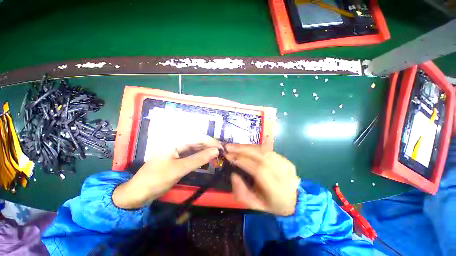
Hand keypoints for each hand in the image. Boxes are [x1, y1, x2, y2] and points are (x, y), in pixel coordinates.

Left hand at [113, 135, 220, 208]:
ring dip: (207, 152)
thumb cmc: (156, 179)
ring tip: (217, 158)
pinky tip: (208, 160)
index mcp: (175, 141)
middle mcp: (177, 142)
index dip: (211, 142)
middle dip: (210, 147)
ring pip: (197, 147)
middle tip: (222, 154)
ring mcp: (178, 150)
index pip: (198, 137)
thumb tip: (216, 151)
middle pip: (198, 141)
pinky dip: (201, 157)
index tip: (222, 148)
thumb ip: (199, 159)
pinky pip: (193, 154)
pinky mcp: (179, 157)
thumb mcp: (179, 169)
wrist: (139, 193)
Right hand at [225, 144, 299, 215]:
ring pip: (265, 150)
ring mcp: (286, 164)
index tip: (229, 156)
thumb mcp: (254, 205)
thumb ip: (241, 192)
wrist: (294, 200)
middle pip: (262, 156)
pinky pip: (268, 149)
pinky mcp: (286, 159)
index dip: (243, 161)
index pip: (259, 170)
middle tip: (229, 147)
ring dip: (247, 146)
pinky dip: (254, 147)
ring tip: (235, 146)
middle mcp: (283, 174)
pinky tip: (245, 147)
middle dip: (243, 150)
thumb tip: (233, 174)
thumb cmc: (271, 204)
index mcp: (277, 190)